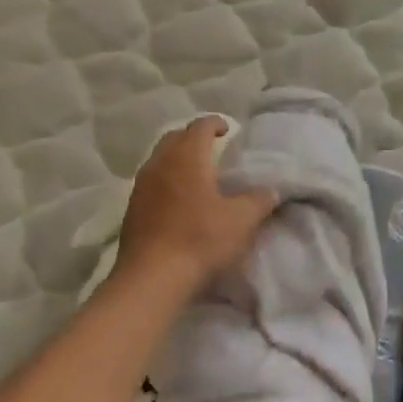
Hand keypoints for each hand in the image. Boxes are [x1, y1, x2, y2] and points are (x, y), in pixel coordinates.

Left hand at [115, 118, 273, 292]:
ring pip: (159, 159)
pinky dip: (166, 180)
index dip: (215, 123)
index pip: (200, 126)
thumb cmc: (199, 240)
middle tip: (211, 147)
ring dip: (176, 159)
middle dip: (193, 137)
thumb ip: (258, 201)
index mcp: (187, 157)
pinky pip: (151, 181)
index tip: (227, 129)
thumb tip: (271, 191)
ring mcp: (141, 186)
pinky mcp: (132, 209)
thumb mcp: (241, 221)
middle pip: (174, 137)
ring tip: (195, 173)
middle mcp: (160, 163)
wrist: (152, 278)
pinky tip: (177, 199)